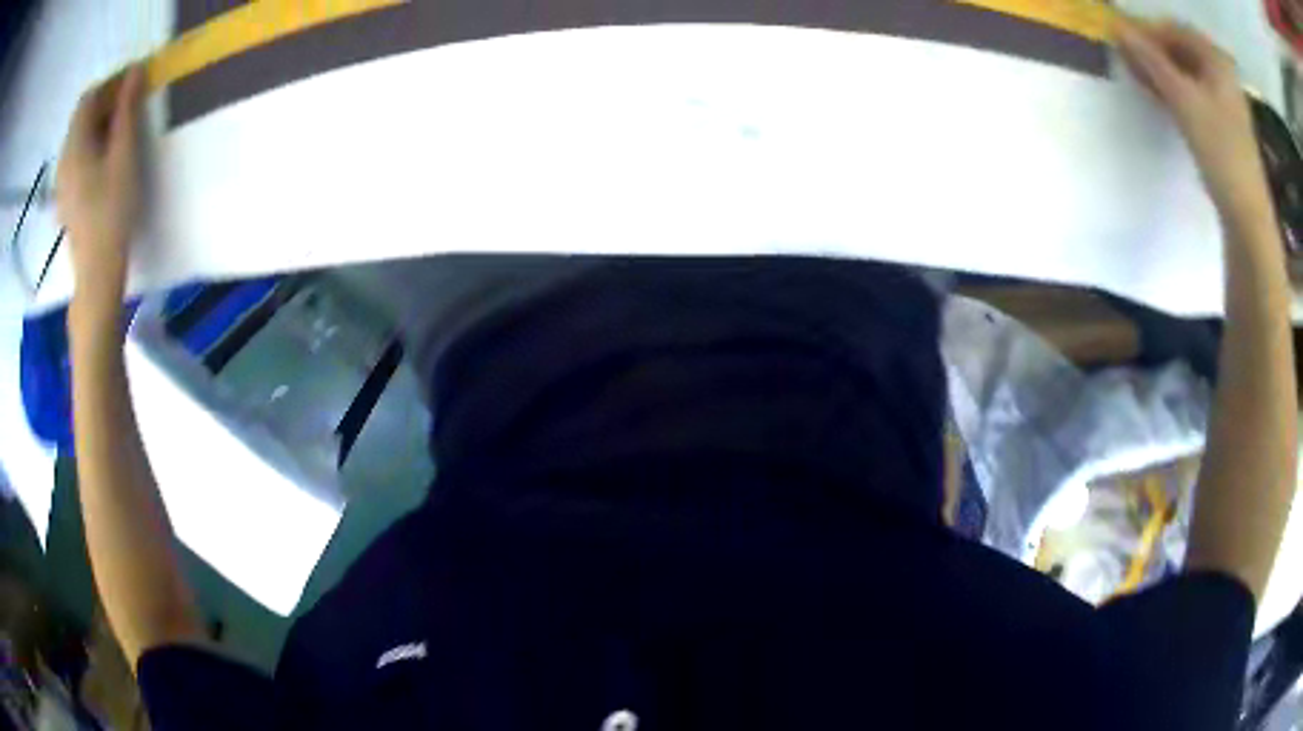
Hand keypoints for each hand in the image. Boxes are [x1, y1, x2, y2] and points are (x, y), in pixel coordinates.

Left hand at [56, 64, 146, 309]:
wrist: (97, 271)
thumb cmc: (112, 210)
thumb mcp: (124, 154)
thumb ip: (127, 109)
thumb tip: (136, 69)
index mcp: (75, 144)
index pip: (88, 96)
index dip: (109, 85)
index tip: (130, 89)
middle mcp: (64, 157)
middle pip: (81, 116)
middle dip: (104, 104)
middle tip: (127, 110)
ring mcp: (62, 179)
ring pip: (78, 137)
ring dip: (97, 126)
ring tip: (118, 135)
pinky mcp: (65, 195)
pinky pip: (75, 157)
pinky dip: (90, 147)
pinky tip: (103, 161)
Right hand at [1117, 18, 1272, 223]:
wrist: (1248, 218)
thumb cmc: (1221, 152)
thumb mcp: (1183, 100)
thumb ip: (1150, 60)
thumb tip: (1116, 26)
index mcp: (1216, 60)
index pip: (1174, 29)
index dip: (1148, 32)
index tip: (1123, 42)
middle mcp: (1223, 74)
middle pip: (1182, 49)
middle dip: (1154, 52)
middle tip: (1128, 60)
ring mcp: (1227, 101)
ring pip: (1187, 73)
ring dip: (1162, 72)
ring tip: (1138, 77)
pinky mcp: (1226, 126)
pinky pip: (1196, 95)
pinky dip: (1176, 92)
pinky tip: (1159, 97)